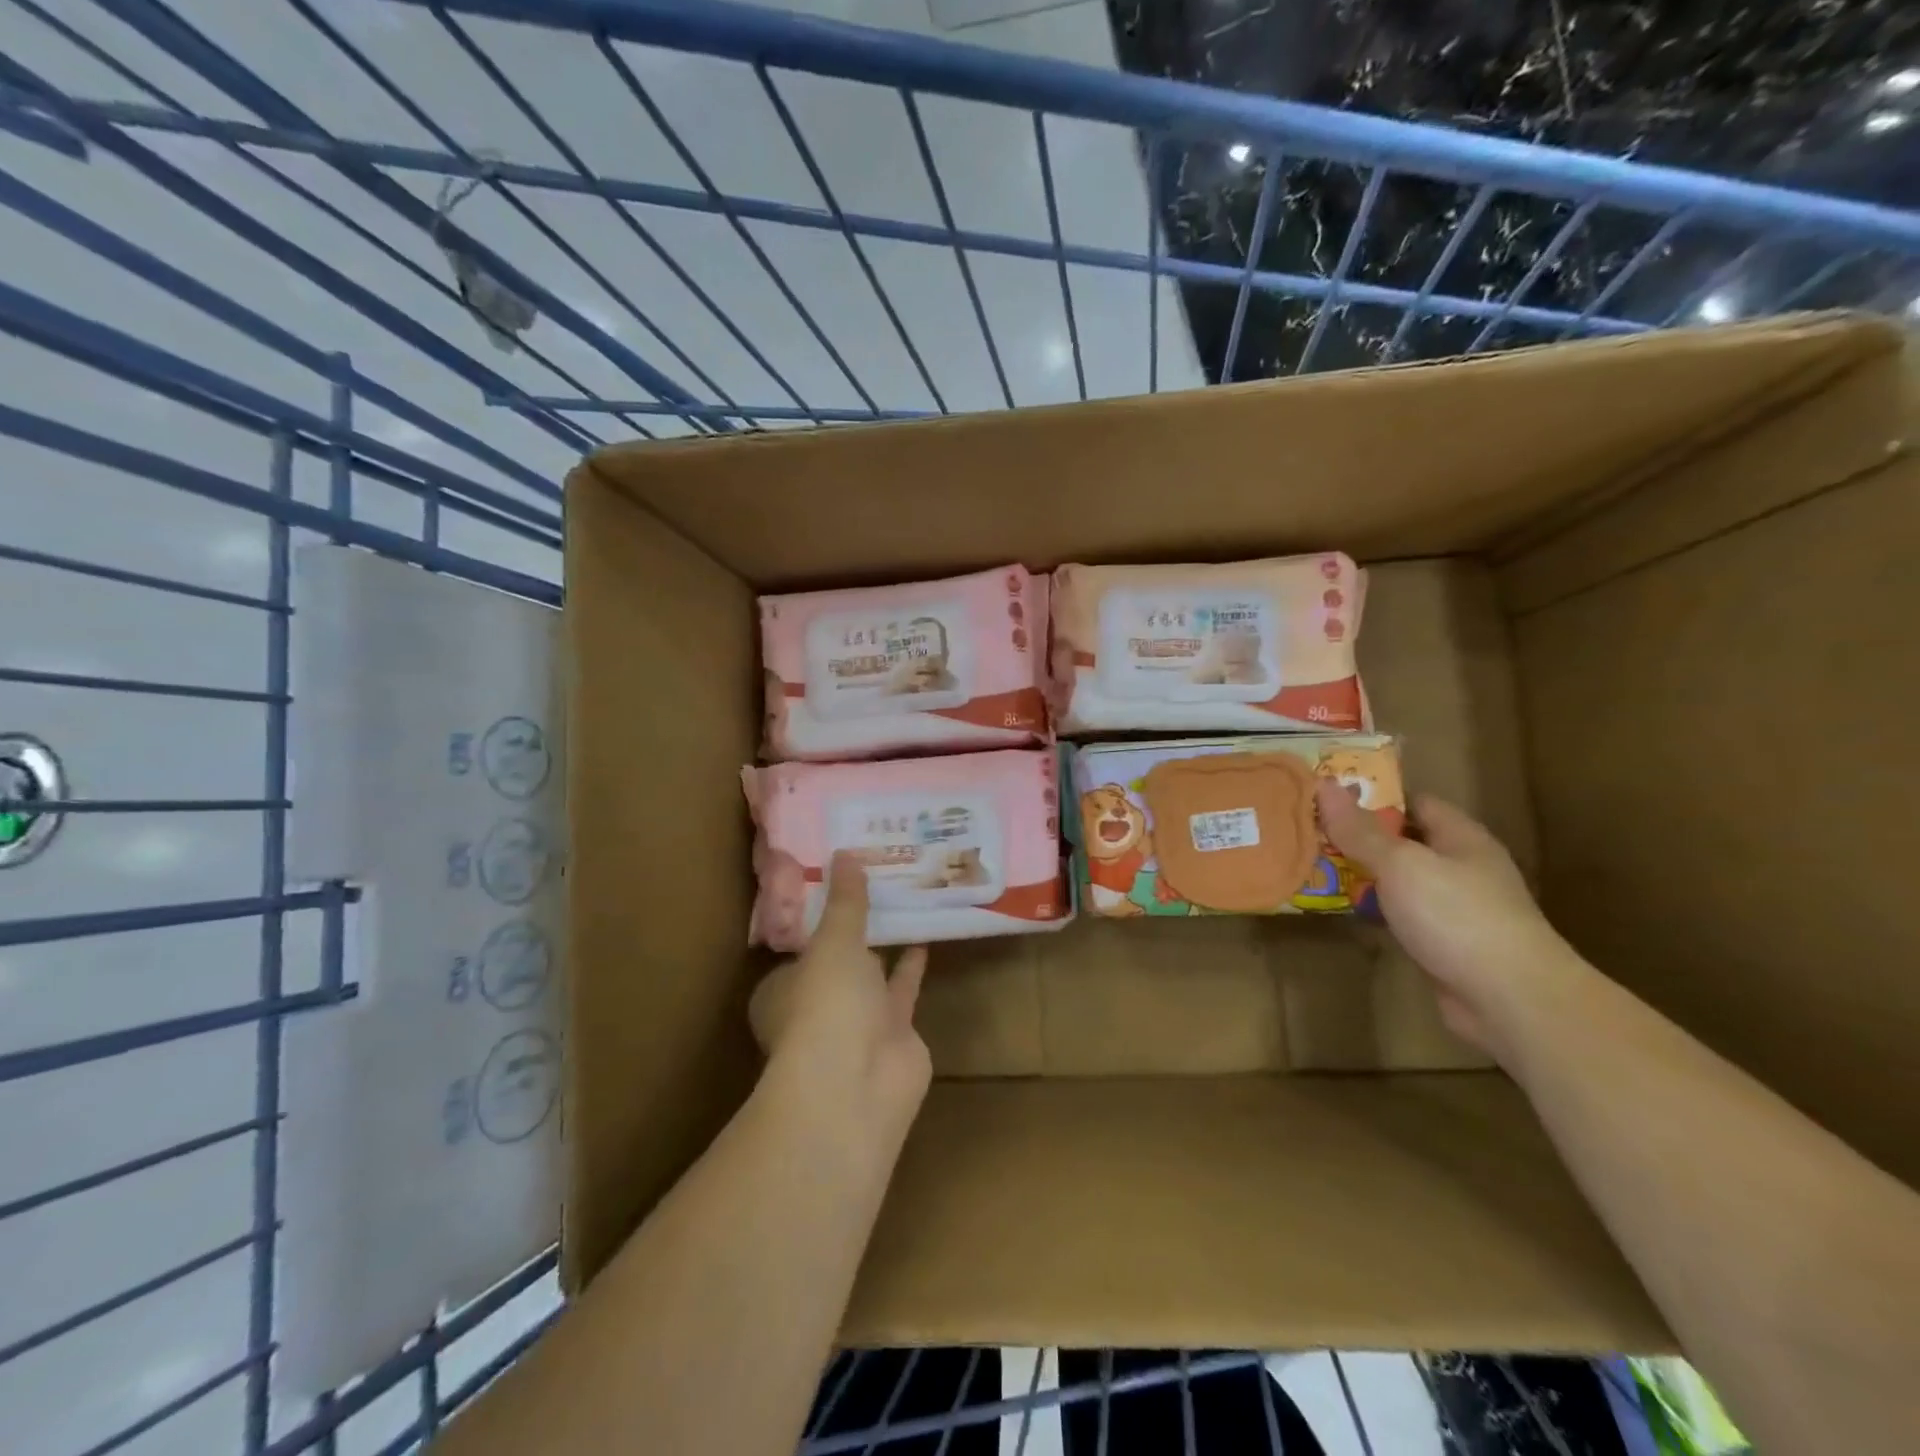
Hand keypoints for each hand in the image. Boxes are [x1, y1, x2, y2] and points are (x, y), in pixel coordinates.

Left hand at [749, 853, 930, 1140]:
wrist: (857, 1085)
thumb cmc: (826, 1004)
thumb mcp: (834, 940)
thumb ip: (845, 900)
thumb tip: (845, 852)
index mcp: (784, 987)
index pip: (800, 944)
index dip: (819, 915)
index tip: (840, 880)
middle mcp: (817, 1005)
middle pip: (838, 959)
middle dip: (856, 928)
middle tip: (878, 881)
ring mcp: (856, 1023)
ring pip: (872, 974)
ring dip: (886, 943)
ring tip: (905, 900)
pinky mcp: (894, 1034)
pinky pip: (904, 989)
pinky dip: (913, 965)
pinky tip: (927, 934)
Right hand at [1316, 780, 1583, 1060]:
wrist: (1511, 1000)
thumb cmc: (1457, 916)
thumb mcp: (1401, 864)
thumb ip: (1360, 830)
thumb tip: (1324, 785)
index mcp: (1460, 837)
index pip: (1413, 802)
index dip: (1372, 796)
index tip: (1328, 796)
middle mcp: (1460, 867)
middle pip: (1403, 841)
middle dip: (1358, 836)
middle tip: (1308, 831)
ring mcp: (1454, 908)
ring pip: (1398, 880)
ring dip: (1362, 875)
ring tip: (1312, 865)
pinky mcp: (1443, 944)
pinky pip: (1399, 915)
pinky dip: (1372, 910)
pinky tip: (1340, 909)